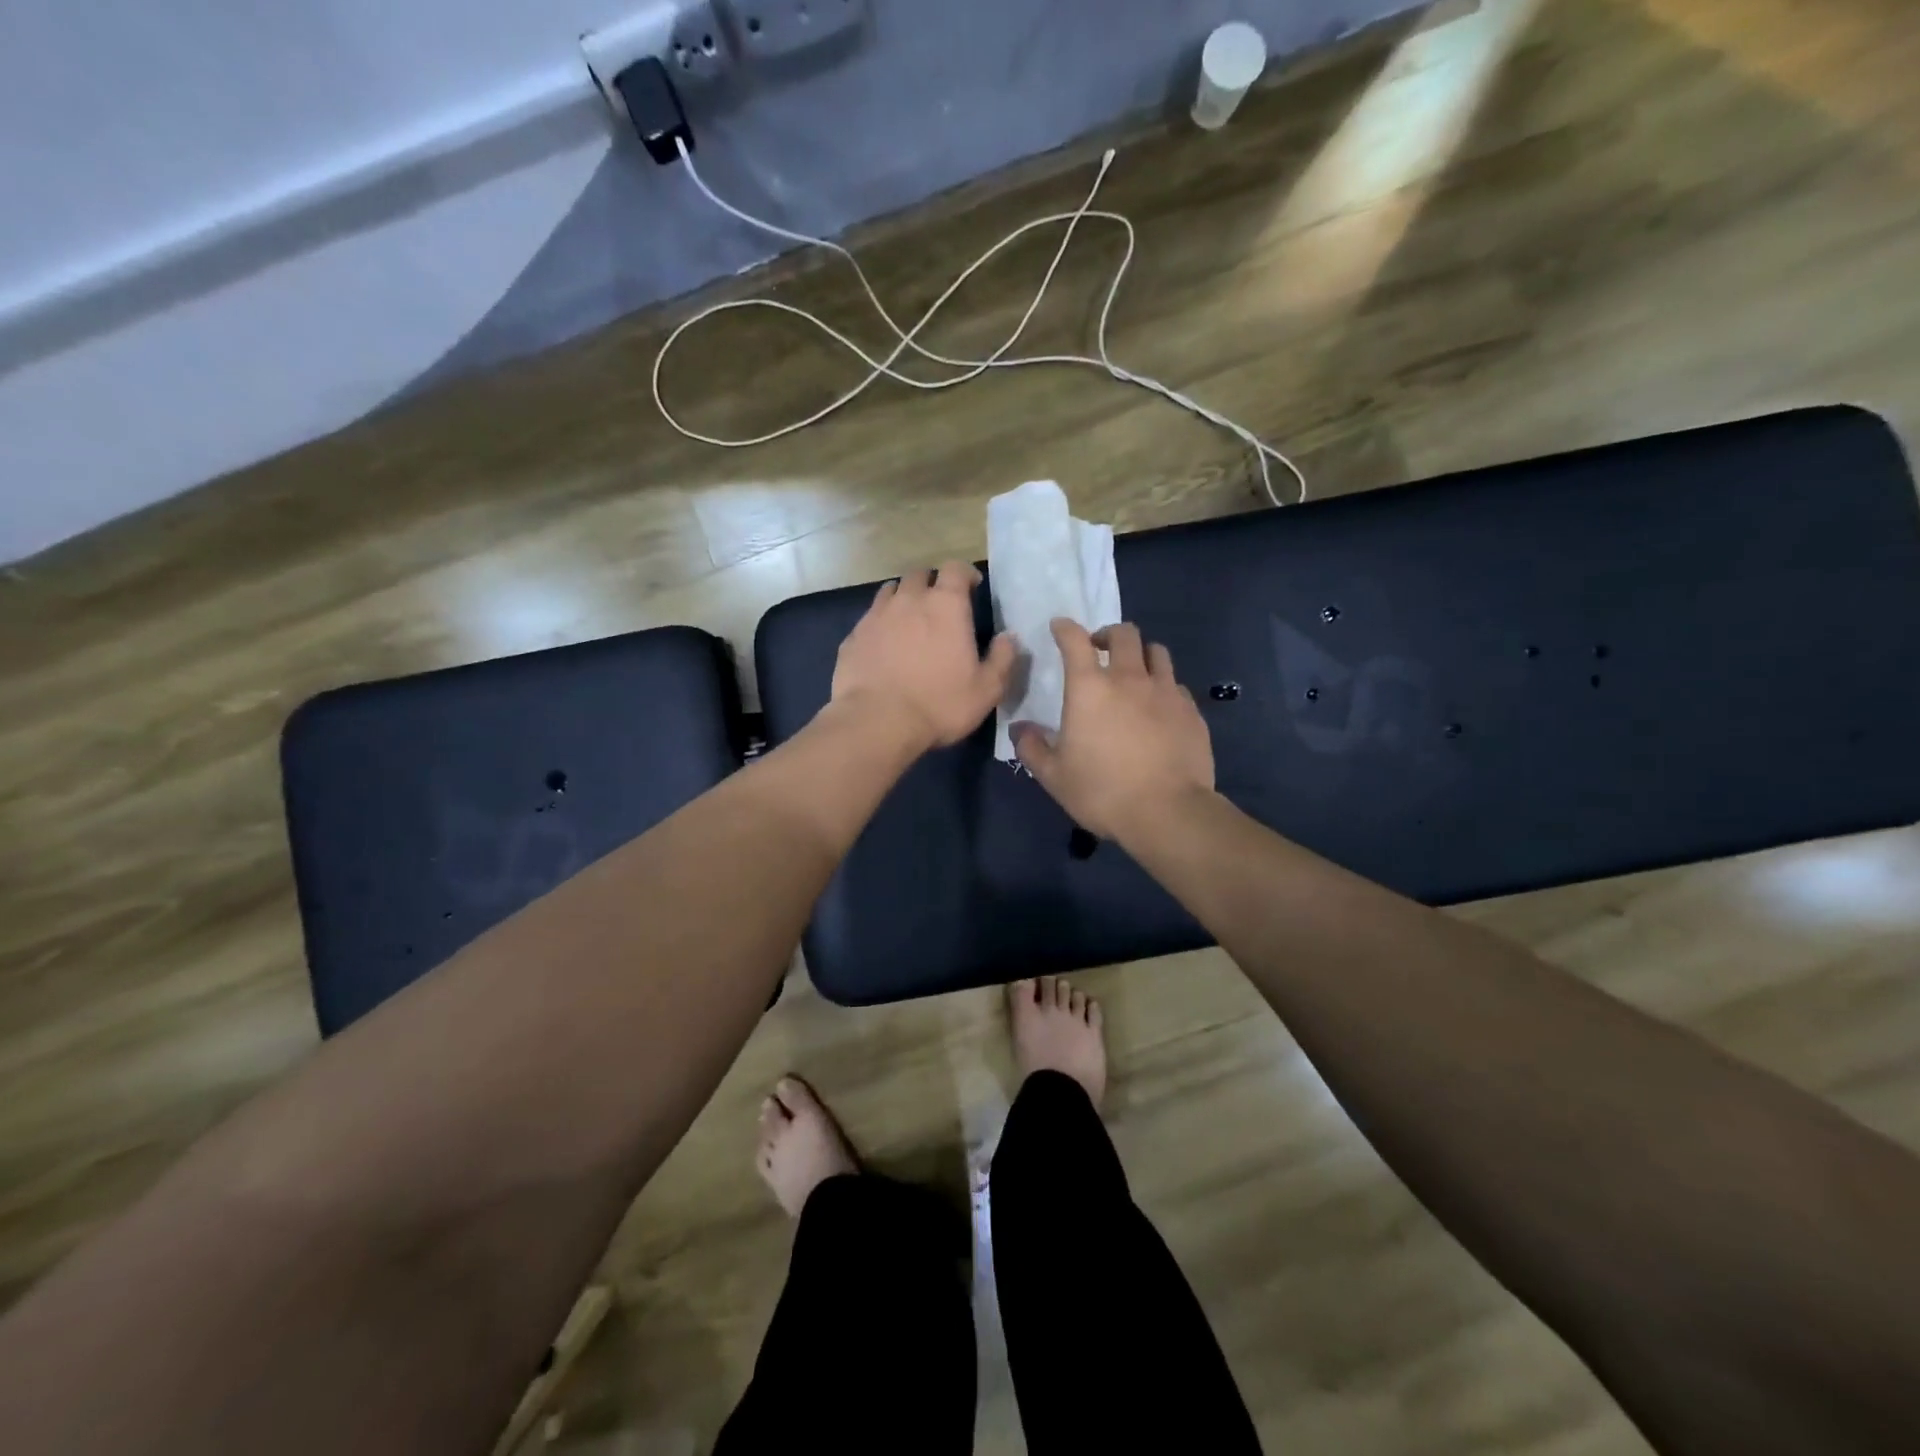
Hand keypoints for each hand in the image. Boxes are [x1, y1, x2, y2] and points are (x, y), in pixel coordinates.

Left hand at [831, 561, 1015, 752]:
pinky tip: (883, 645)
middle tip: (939, 604)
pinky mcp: (853, 636)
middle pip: (920, 574)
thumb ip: (1002, 658)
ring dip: (903, 598)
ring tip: (909, 619)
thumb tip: (1009, 637)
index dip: (964, 573)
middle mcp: (909, 600)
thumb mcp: (987, 689)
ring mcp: (876, 615)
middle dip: (931, 583)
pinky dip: (880, 623)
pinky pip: (869, 618)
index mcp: (946, 605)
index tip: (971, 586)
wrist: (877, 722)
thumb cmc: (940, 704)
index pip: (955, 568)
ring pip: (891, 591)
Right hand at [1012, 620, 1215, 841]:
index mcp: (1090, 688)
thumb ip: (1032, 748)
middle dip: (1108, 634)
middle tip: (1099, 650)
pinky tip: (1159, 707)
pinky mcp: (1192, 711)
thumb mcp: (1054, 777)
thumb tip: (1019, 729)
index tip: (1059, 628)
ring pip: (1156, 652)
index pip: (1075, 640)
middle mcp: (1129, 678)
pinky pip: (1176, 684)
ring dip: (1141, 654)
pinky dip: (1164, 686)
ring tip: (1134, 672)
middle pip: (1124, 633)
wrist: (1168, 813)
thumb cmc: (1102, 792)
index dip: (1065, 628)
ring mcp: (1166, 691)